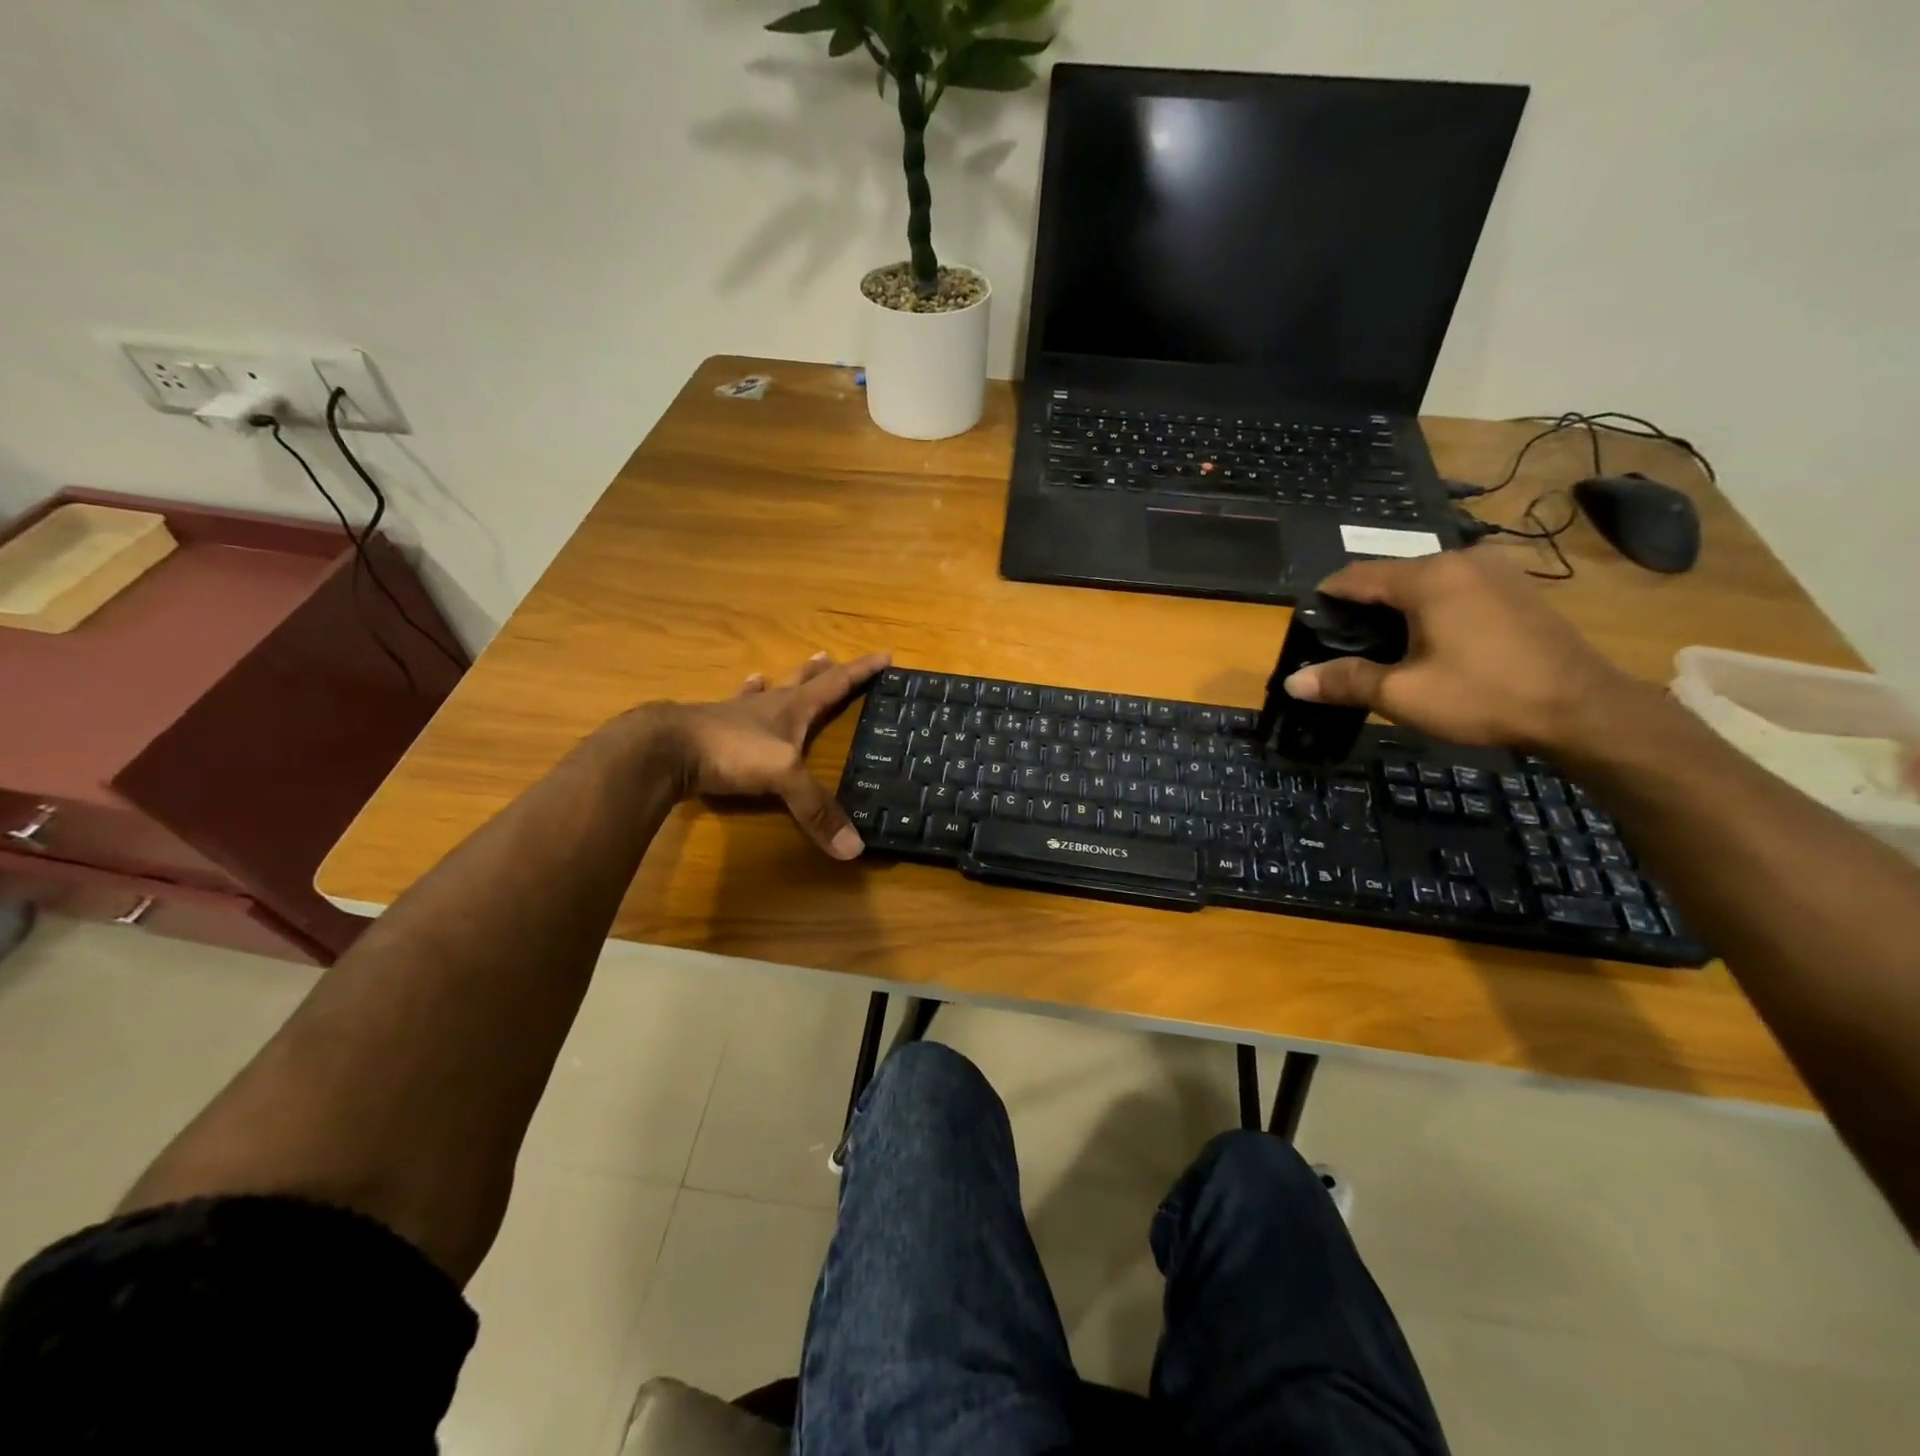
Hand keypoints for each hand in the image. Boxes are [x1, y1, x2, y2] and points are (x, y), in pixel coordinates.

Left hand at [651, 651, 890, 859]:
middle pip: (801, 682)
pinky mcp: (710, 729)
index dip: (861, 671)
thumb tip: (854, 848)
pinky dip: (743, 699)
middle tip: (831, 657)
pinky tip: (741, 691)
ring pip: (765, 692)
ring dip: (780, 682)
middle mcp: (767, 705)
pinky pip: (734, 709)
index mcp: (793, 708)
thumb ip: (816, 809)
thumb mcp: (783, 778)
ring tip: (781, 674)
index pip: (835, 684)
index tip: (884, 656)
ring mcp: (736, 715)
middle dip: (821, 672)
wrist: (666, 749)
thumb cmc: (731, 751)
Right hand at [1283, 550, 1633, 750]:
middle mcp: (1461, 560)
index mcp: (1428, 577)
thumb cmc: (1484, 695)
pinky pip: (1457, 589)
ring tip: (1385, 647)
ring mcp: (1496, 571)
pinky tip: (1433, 642)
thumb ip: (1344, 681)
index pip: (1355, 576)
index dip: (1325, 599)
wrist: (1584, 709)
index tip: (1308, 626)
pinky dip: (1434, 609)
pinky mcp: (1518, 589)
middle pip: (1391, 577)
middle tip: (1344, 645)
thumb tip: (1292, 682)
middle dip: (1363, 607)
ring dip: (1399, 609)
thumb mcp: (1402, 694)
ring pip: (1426, 582)